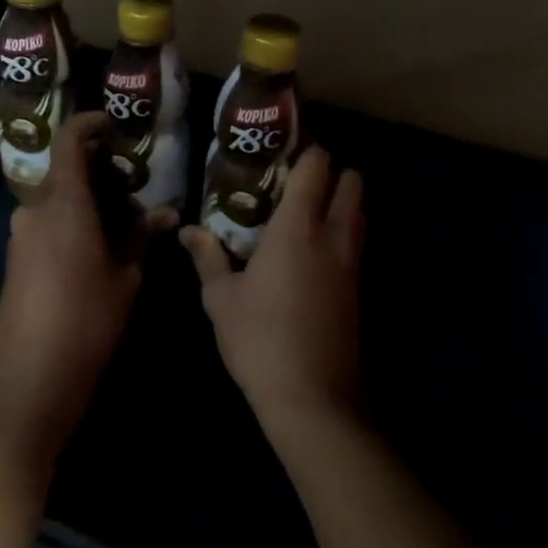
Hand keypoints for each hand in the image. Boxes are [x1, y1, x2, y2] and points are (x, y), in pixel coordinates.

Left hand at [0, 111, 177, 470]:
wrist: (30, 379)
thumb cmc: (87, 322)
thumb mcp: (126, 278)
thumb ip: (141, 237)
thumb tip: (165, 213)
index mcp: (63, 204)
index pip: (69, 140)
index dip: (90, 124)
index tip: (115, 128)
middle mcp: (34, 210)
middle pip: (67, 172)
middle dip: (102, 176)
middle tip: (135, 197)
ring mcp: (20, 235)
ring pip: (58, 200)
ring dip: (89, 203)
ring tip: (123, 229)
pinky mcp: (14, 258)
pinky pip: (47, 223)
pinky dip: (72, 223)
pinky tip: (97, 251)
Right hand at [181, 147, 364, 429]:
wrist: (312, 398)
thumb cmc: (259, 339)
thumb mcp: (220, 298)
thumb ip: (207, 257)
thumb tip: (187, 231)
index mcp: (298, 227)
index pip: (317, 167)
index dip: (306, 150)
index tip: (284, 149)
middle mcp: (333, 237)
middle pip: (352, 182)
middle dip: (332, 172)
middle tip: (297, 181)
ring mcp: (352, 265)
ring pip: (360, 214)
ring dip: (342, 203)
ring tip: (305, 214)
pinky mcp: (359, 291)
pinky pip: (357, 245)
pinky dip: (343, 235)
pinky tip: (314, 254)